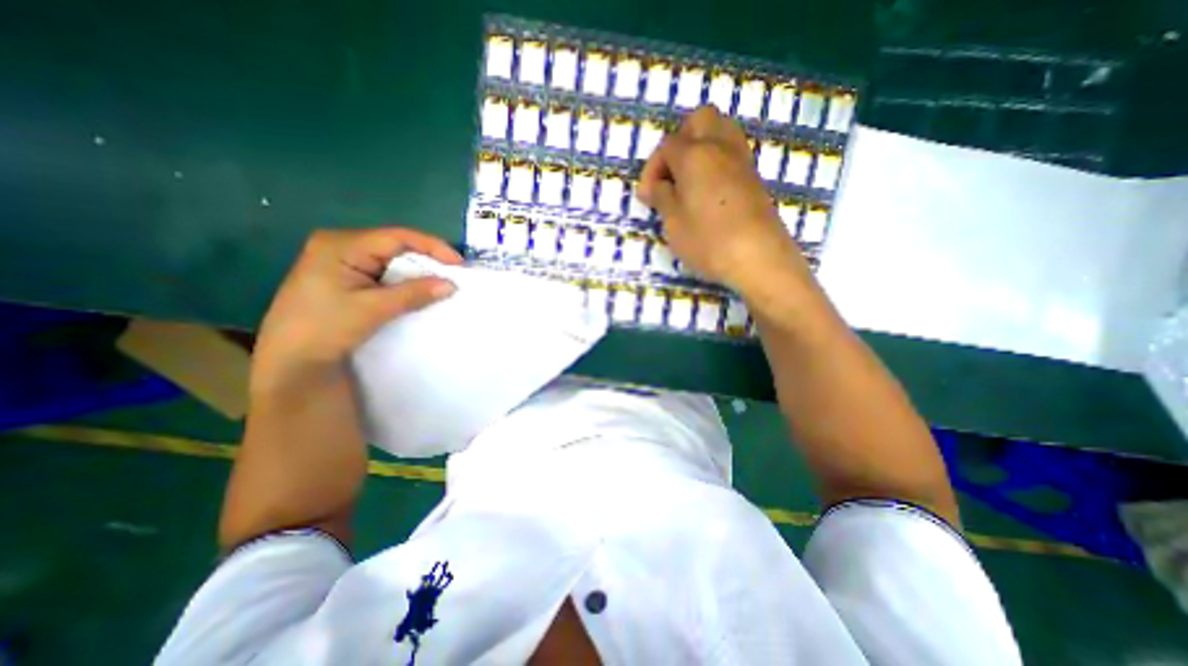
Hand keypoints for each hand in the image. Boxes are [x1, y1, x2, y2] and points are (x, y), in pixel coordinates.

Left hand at [254, 226, 461, 390]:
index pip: (397, 237)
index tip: (459, 264)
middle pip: (396, 246)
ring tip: (443, 284)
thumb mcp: (372, 309)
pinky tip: (420, 292)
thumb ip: (413, 293)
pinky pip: (385, 274)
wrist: (291, 363)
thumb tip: (451, 284)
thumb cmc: (324, 329)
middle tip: (454, 275)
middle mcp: (342, 246)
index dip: (432, 247)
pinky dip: (406, 283)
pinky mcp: (348, 280)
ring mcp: (344, 263)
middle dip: (427, 260)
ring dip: (418, 273)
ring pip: (392, 261)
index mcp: (341, 245)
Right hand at [641, 108, 807, 297]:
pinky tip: (707, 190)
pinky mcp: (754, 177)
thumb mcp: (673, 222)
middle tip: (671, 173)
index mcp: (695, 155)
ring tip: (688, 180)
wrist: (758, 258)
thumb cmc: (708, 241)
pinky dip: (716, 161)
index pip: (666, 146)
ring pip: (721, 130)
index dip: (651, 170)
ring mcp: (742, 160)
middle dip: (679, 140)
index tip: (647, 197)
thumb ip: (661, 197)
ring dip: (700, 147)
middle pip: (699, 119)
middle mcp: (720, 147)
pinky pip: (732, 153)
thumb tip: (655, 186)